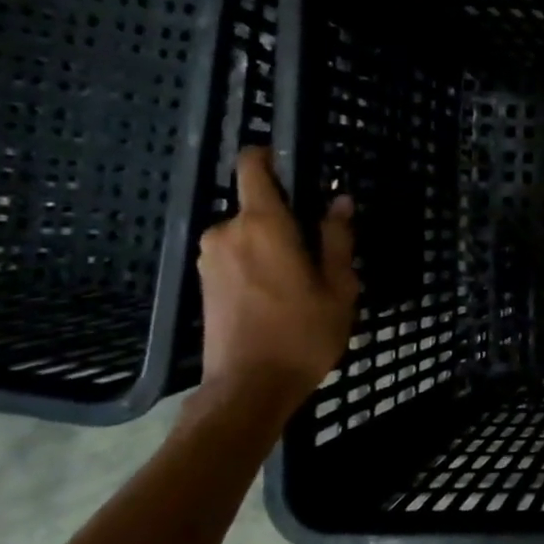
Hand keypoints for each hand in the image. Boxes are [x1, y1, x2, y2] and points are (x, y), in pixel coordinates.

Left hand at [196, 148, 358, 404]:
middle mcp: (227, 231)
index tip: (297, 164)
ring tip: (303, 277)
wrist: (248, 387)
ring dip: (273, 243)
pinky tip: (280, 292)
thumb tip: (340, 201)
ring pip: (247, 232)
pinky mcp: (203, 280)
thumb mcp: (339, 286)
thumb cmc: (303, 333)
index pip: (253, 166)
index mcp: (263, 224)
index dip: (271, 156)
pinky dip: (258, 261)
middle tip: (320, 248)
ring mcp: (210, 257)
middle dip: (287, 217)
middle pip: (257, 204)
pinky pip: (236, 253)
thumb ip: (338, 238)